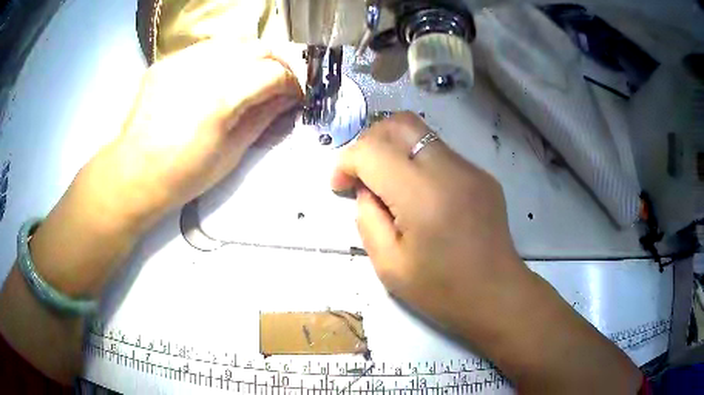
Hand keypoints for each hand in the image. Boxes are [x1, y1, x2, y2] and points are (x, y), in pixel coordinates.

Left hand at [90, 39, 302, 232]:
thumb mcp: (231, 153)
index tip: (295, 97)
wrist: (135, 173)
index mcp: (223, 97)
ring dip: (251, 55)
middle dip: (278, 62)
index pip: (274, 72)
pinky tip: (218, 76)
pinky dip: (223, 56)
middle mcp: (205, 68)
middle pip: (258, 47)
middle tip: (278, 83)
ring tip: (250, 76)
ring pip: (234, 40)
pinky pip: (206, 47)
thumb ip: (263, 118)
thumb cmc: (183, 175)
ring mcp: (182, 60)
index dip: (292, 83)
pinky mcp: (168, 61)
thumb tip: (287, 99)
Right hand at [332, 112, 527, 331]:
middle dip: (370, 141)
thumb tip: (366, 190)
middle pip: (399, 124)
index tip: (340, 185)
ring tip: (388, 184)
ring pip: (421, 133)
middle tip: (362, 174)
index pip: (372, 150)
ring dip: (394, 149)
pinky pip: (440, 153)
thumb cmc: (442, 290)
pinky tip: (420, 195)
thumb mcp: (389, 265)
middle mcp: (449, 169)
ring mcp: (471, 169)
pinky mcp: (482, 175)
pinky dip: (418, 162)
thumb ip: (367, 219)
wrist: (497, 295)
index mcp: (422, 196)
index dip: (346, 161)